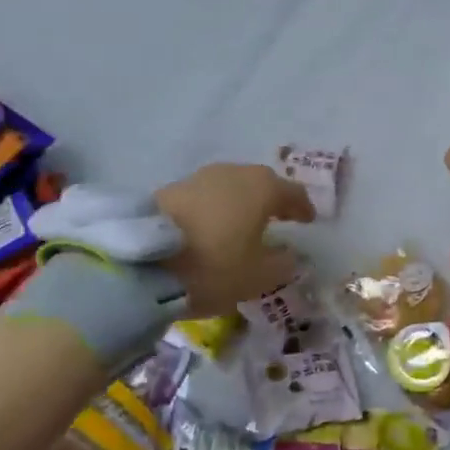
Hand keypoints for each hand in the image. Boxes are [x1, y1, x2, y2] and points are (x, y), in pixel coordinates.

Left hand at [155, 164, 314, 314]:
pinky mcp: (171, 189)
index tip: (308, 220)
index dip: (303, 207)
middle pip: (260, 183)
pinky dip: (215, 209)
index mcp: (262, 188)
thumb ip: (282, 264)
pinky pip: (205, 197)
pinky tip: (212, 227)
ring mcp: (199, 178)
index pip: (292, 192)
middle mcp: (233, 173)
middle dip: (271, 200)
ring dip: (240, 203)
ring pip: (230, 187)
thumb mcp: (258, 276)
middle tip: (278, 217)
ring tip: (242, 224)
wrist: (141, 264)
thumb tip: (291, 255)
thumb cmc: (214, 266)